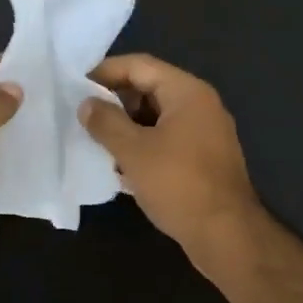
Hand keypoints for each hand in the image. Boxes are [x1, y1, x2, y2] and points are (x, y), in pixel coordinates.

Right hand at [79, 54, 263, 266]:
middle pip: (149, 89)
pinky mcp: (204, 159)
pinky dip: (143, 146)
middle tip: (83, 118)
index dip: (105, 72)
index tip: (76, 88)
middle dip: (115, 102)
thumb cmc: (178, 185)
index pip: (139, 66)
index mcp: (187, 92)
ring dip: (127, 127)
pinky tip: (120, 167)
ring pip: (156, 118)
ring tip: (96, 143)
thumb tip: (86, 104)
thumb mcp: (133, 151)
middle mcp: (200, 105)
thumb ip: (106, 122)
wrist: (226, 236)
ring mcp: (205, 133)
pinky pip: (167, 140)